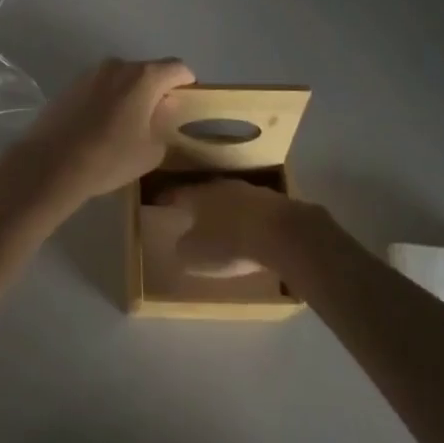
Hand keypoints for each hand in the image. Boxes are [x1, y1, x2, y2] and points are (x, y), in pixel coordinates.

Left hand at [0, 57, 195, 217]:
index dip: (186, 84)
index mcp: (143, 77)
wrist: (51, 163)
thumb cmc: (110, 157)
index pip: (177, 68)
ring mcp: (90, 73)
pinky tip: (99, 127)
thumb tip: (162, 108)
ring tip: (125, 126)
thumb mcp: (151, 150)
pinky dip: (106, 100)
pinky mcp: (70, 85)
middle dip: (155, 90)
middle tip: (156, 120)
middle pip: (147, 71)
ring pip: (121, 79)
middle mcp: (118, 65)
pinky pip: (99, 87)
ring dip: (129, 95)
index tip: (185, 104)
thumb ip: (164, 123)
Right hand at [162, 177, 308, 272]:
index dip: (167, 199)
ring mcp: (252, 192)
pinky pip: (254, 211)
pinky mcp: (276, 204)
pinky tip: (250, 234)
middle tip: (192, 215)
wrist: (283, 235)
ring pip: (232, 200)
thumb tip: (182, 244)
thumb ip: (184, 249)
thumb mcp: (196, 255)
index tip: (160, 203)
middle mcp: (223, 186)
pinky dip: (248, 220)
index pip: (177, 193)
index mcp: (199, 194)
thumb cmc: (231, 243)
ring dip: (227, 211)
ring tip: (223, 225)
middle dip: (199, 204)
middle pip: (206, 193)